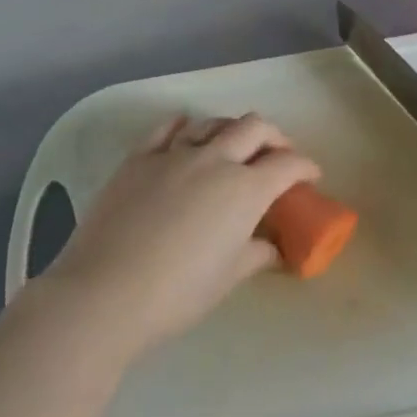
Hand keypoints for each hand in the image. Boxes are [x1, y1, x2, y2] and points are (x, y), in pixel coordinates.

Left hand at [37, 114, 319, 361]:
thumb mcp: (228, 277)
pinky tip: (186, 132)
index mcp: (244, 190)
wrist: (105, 292)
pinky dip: (183, 126)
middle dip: (274, 137)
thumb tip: (273, 248)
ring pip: (212, 123)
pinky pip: (166, 129)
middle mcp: (214, 160)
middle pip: (254, 128)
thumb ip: (257, 254)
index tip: (311, 177)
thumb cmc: (177, 293)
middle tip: (277, 156)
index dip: (305, 167)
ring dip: (231, 130)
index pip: (287, 166)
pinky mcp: (138, 158)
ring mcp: (173, 155)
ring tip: (233, 147)